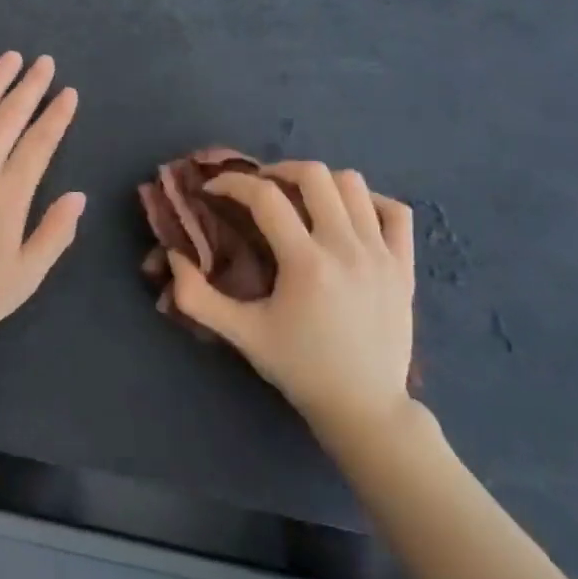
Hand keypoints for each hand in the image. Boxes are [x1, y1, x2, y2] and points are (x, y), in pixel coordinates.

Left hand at [0, 52, 83, 351]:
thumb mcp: (23, 279)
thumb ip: (54, 235)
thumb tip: (78, 196)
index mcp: (9, 194)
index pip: (40, 143)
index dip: (57, 116)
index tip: (68, 93)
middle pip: (9, 117)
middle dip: (30, 87)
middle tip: (45, 62)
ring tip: (10, 58)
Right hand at [169, 161, 415, 437]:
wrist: (365, 408)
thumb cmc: (299, 368)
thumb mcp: (242, 335)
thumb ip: (197, 296)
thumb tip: (172, 254)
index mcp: (306, 263)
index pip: (265, 197)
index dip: (233, 183)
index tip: (215, 190)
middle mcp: (346, 248)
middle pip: (314, 175)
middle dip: (278, 170)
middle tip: (259, 188)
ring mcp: (382, 254)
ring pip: (353, 184)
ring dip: (320, 182)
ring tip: (300, 199)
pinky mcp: (405, 266)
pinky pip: (394, 210)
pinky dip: (369, 200)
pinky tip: (348, 215)